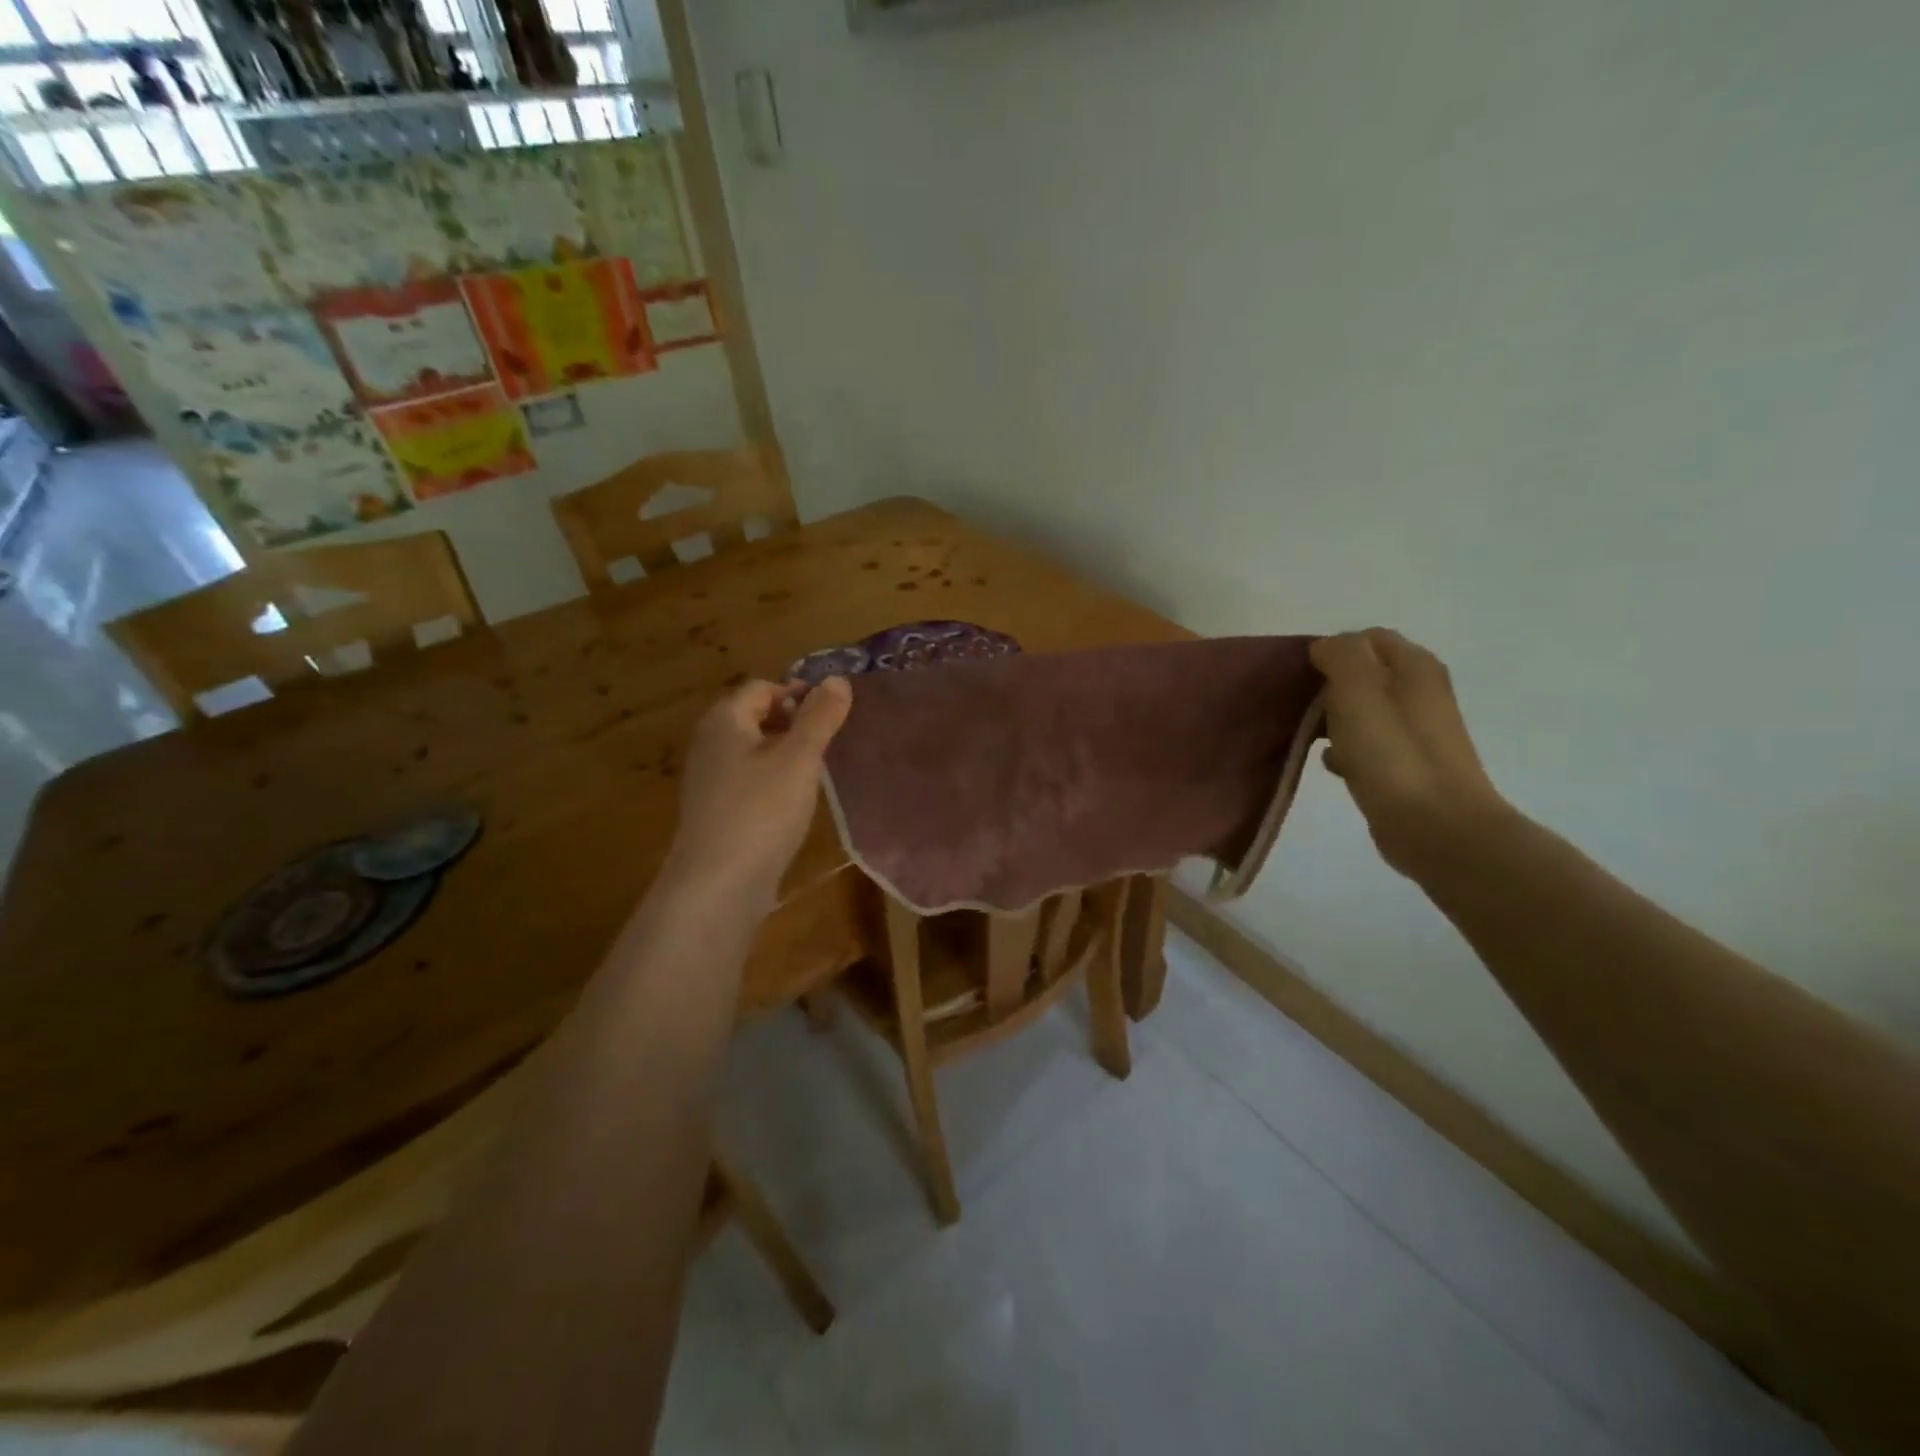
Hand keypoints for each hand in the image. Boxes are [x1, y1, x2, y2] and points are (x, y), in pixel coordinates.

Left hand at [665, 676, 853, 909]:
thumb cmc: (761, 811)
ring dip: (785, 754)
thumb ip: (820, 717)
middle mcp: (709, 743)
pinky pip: (747, 780)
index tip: (832, 715)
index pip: (763, 687)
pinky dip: (772, 781)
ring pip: (753, 751)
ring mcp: (708, 779)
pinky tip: (793, 803)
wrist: (717, 885)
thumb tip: (838, 678)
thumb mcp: (799, 758)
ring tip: (816, 773)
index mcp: (724, 720)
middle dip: (794, 723)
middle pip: (755, 716)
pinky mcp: (714, 811)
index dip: (799, 693)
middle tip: (828, 743)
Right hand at [1310, 629, 1517, 879]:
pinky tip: (1330, 764)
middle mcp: (1421, 692)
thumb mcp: (1358, 690)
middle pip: (1363, 673)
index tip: (1299, 676)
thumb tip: (1325, 648)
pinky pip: (1367, 744)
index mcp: (1414, 667)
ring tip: (1308, 736)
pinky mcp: (1406, 765)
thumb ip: (1341, 656)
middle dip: (1327, 686)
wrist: (1438, 828)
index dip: (1330, 650)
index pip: (1366, 638)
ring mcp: (1416, 731)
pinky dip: (1346, 748)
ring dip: (1333, 718)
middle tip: (1298, 707)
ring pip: (1362, 710)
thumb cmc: (1393, 756)